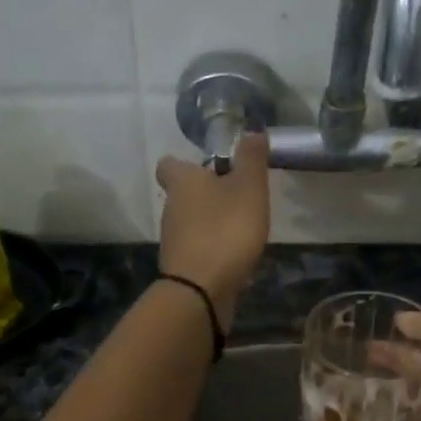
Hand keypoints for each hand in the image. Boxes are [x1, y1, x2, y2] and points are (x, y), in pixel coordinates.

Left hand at [154, 132, 269, 326]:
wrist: (201, 290)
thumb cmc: (225, 230)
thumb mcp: (249, 188)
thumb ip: (251, 159)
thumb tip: (250, 129)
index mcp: (183, 182)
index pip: (169, 164)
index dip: (186, 163)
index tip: (210, 167)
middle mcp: (171, 207)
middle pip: (183, 193)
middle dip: (206, 194)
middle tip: (237, 196)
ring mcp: (174, 239)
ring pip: (190, 221)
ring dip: (211, 221)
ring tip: (241, 227)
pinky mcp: (182, 265)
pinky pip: (197, 248)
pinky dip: (212, 247)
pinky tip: (235, 255)